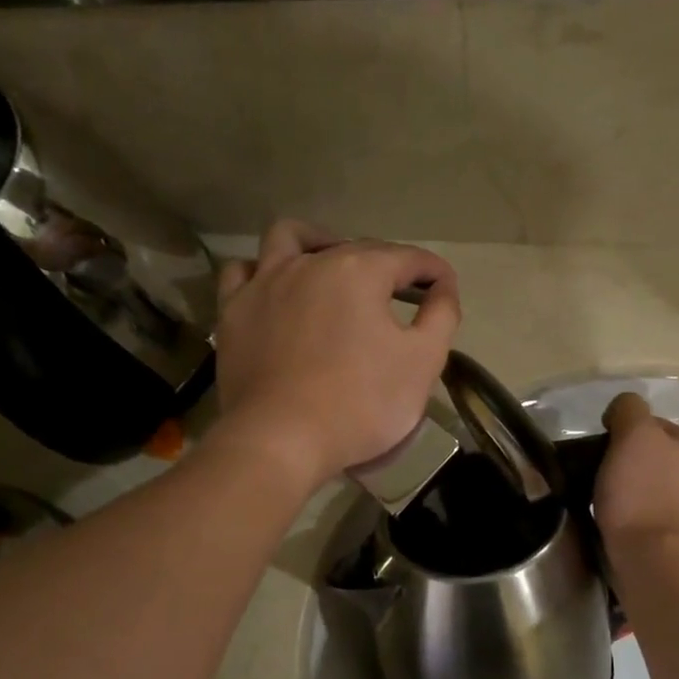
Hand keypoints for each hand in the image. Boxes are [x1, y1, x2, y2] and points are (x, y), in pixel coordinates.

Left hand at [212, 220, 461, 488]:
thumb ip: (441, 316)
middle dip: (383, 266)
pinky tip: (275, 291)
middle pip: (355, 249)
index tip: (444, 289)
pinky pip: (243, 273)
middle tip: (398, 299)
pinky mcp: (233, 311)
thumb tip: (443, 287)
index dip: (433, 272)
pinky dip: (263, 273)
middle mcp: (310, 263)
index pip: (408, 258)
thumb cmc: (360, 403)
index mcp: (359, 270)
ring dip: (316, 244)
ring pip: (289, 239)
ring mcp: (265, 283)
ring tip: (330, 269)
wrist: (280, 440)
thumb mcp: (422, 362)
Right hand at [595, 393, 678, 555]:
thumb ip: (629, 409)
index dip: (624, 436)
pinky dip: (647, 518)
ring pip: (661, 489)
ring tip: (614, 507)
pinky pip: (663, 518)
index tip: (603, 455)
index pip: (654, 427)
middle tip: (604, 480)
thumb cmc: (642, 493)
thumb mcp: (633, 434)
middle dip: (635, 465)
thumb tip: (622, 411)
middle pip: (660, 458)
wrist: (654, 560)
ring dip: (641, 493)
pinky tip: (631, 526)